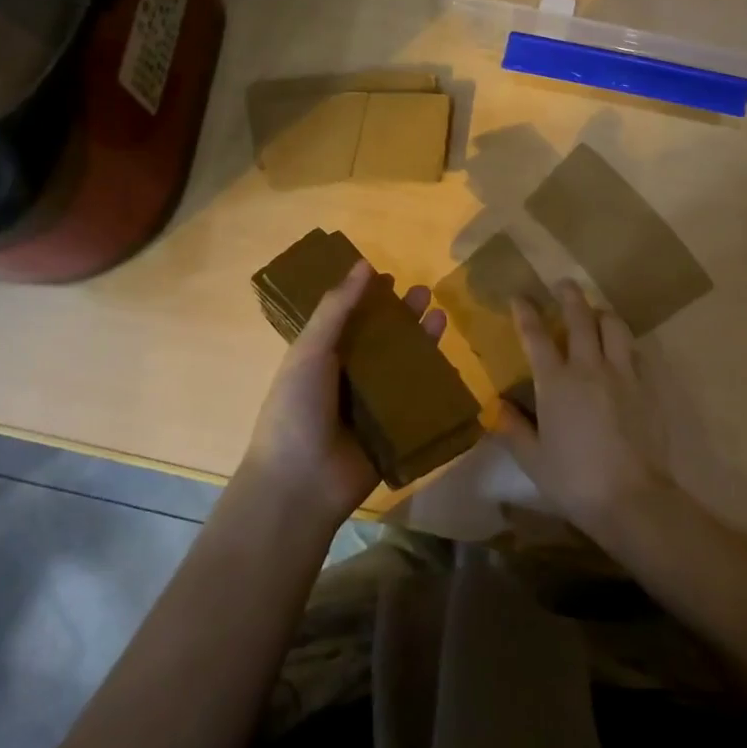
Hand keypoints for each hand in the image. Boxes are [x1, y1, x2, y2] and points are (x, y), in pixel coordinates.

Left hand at [239, 259, 447, 531]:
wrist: (301, 483)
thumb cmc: (296, 408)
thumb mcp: (310, 350)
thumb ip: (337, 308)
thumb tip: (364, 264)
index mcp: (323, 357)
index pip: (351, 319)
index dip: (370, 297)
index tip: (391, 277)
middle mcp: (348, 378)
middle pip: (382, 340)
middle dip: (403, 316)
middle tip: (426, 293)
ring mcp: (373, 406)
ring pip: (403, 367)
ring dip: (421, 343)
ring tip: (441, 317)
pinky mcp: (394, 432)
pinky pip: (417, 403)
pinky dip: (433, 384)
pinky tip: (450, 363)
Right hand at [492, 280, 665, 533]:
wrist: (631, 498)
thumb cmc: (573, 480)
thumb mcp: (533, 459)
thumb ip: (513, 428)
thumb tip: (496, 407)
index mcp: (555, 382)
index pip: (536, 336)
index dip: (526, 312)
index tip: (519, 297)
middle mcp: (589, 367)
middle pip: (580, 318)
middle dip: (569, 296)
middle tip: (563, 284)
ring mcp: (622, 374)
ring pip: (614, 326)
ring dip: (601, 313)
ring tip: (595, 313)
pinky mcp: (647, 387)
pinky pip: (634, 351)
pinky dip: (623, 343)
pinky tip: (621, 350)